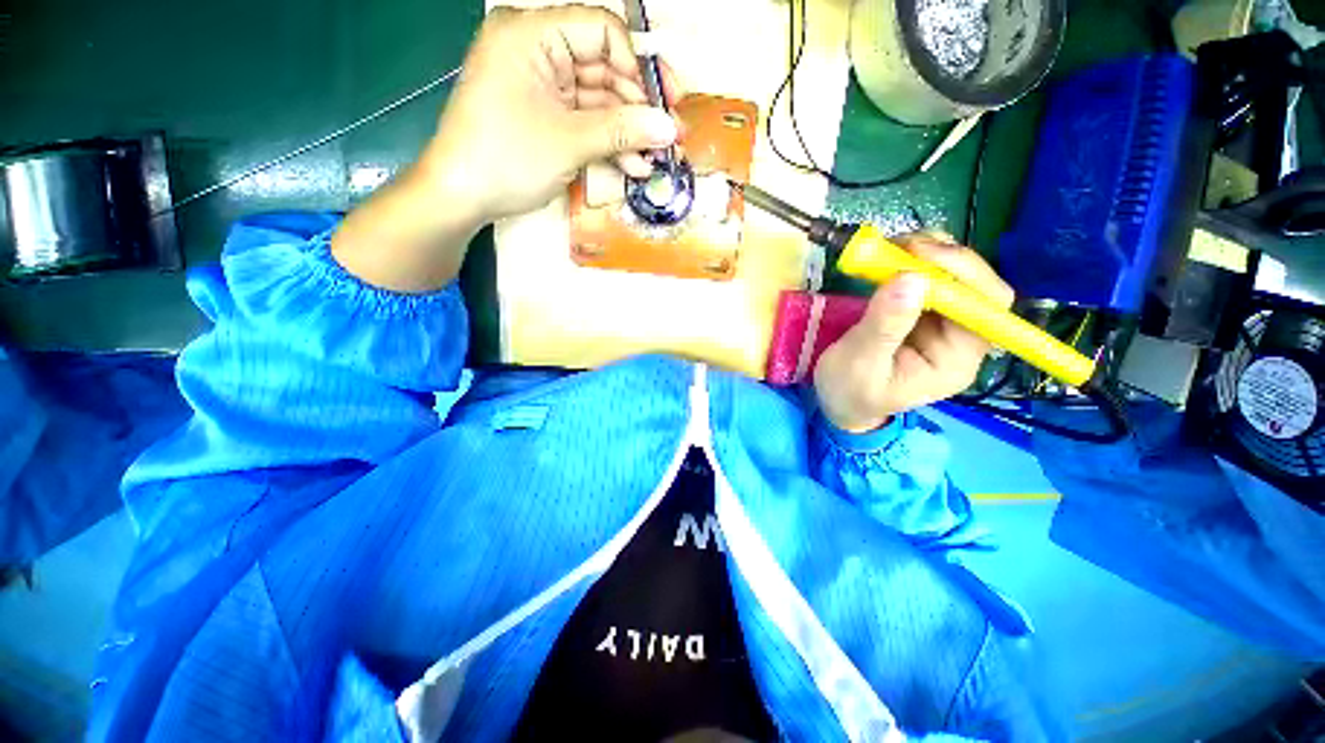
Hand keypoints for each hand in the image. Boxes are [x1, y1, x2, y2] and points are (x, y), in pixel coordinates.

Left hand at [421, 5, 680, 224]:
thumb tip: (670, 128)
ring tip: (653, 161)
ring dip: (627, 132)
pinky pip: (585, 120)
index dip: (639, 65)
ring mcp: (541, 85)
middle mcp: (537, 51)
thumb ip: (622, 130)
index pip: (601, 31)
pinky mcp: (545, 115)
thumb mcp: (569, 142)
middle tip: (667, 139)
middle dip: (638, 107)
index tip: (667, 102)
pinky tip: (632, 167)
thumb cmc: (507, 160)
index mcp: (532, 34)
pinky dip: (608, 143)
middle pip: (604, 67)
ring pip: (598, 100)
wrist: (462, 197)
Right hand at [813, 234, 1014, 432]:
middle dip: (943, 258)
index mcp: (955, 360)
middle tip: (900, 246)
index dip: (962, 274)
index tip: (918, 256)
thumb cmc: (849, 391)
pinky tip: (890, 256)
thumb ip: (883, 326)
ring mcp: (941, 322)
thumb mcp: (859, 363)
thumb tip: (910, 279)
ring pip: (954, 274)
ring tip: (891, 248)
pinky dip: (912, 259)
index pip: (984, 308)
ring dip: (927, 253)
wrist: (838, 400)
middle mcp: (959, 337)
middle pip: (975, 285)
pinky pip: (929, 277)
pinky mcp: (921, 311)